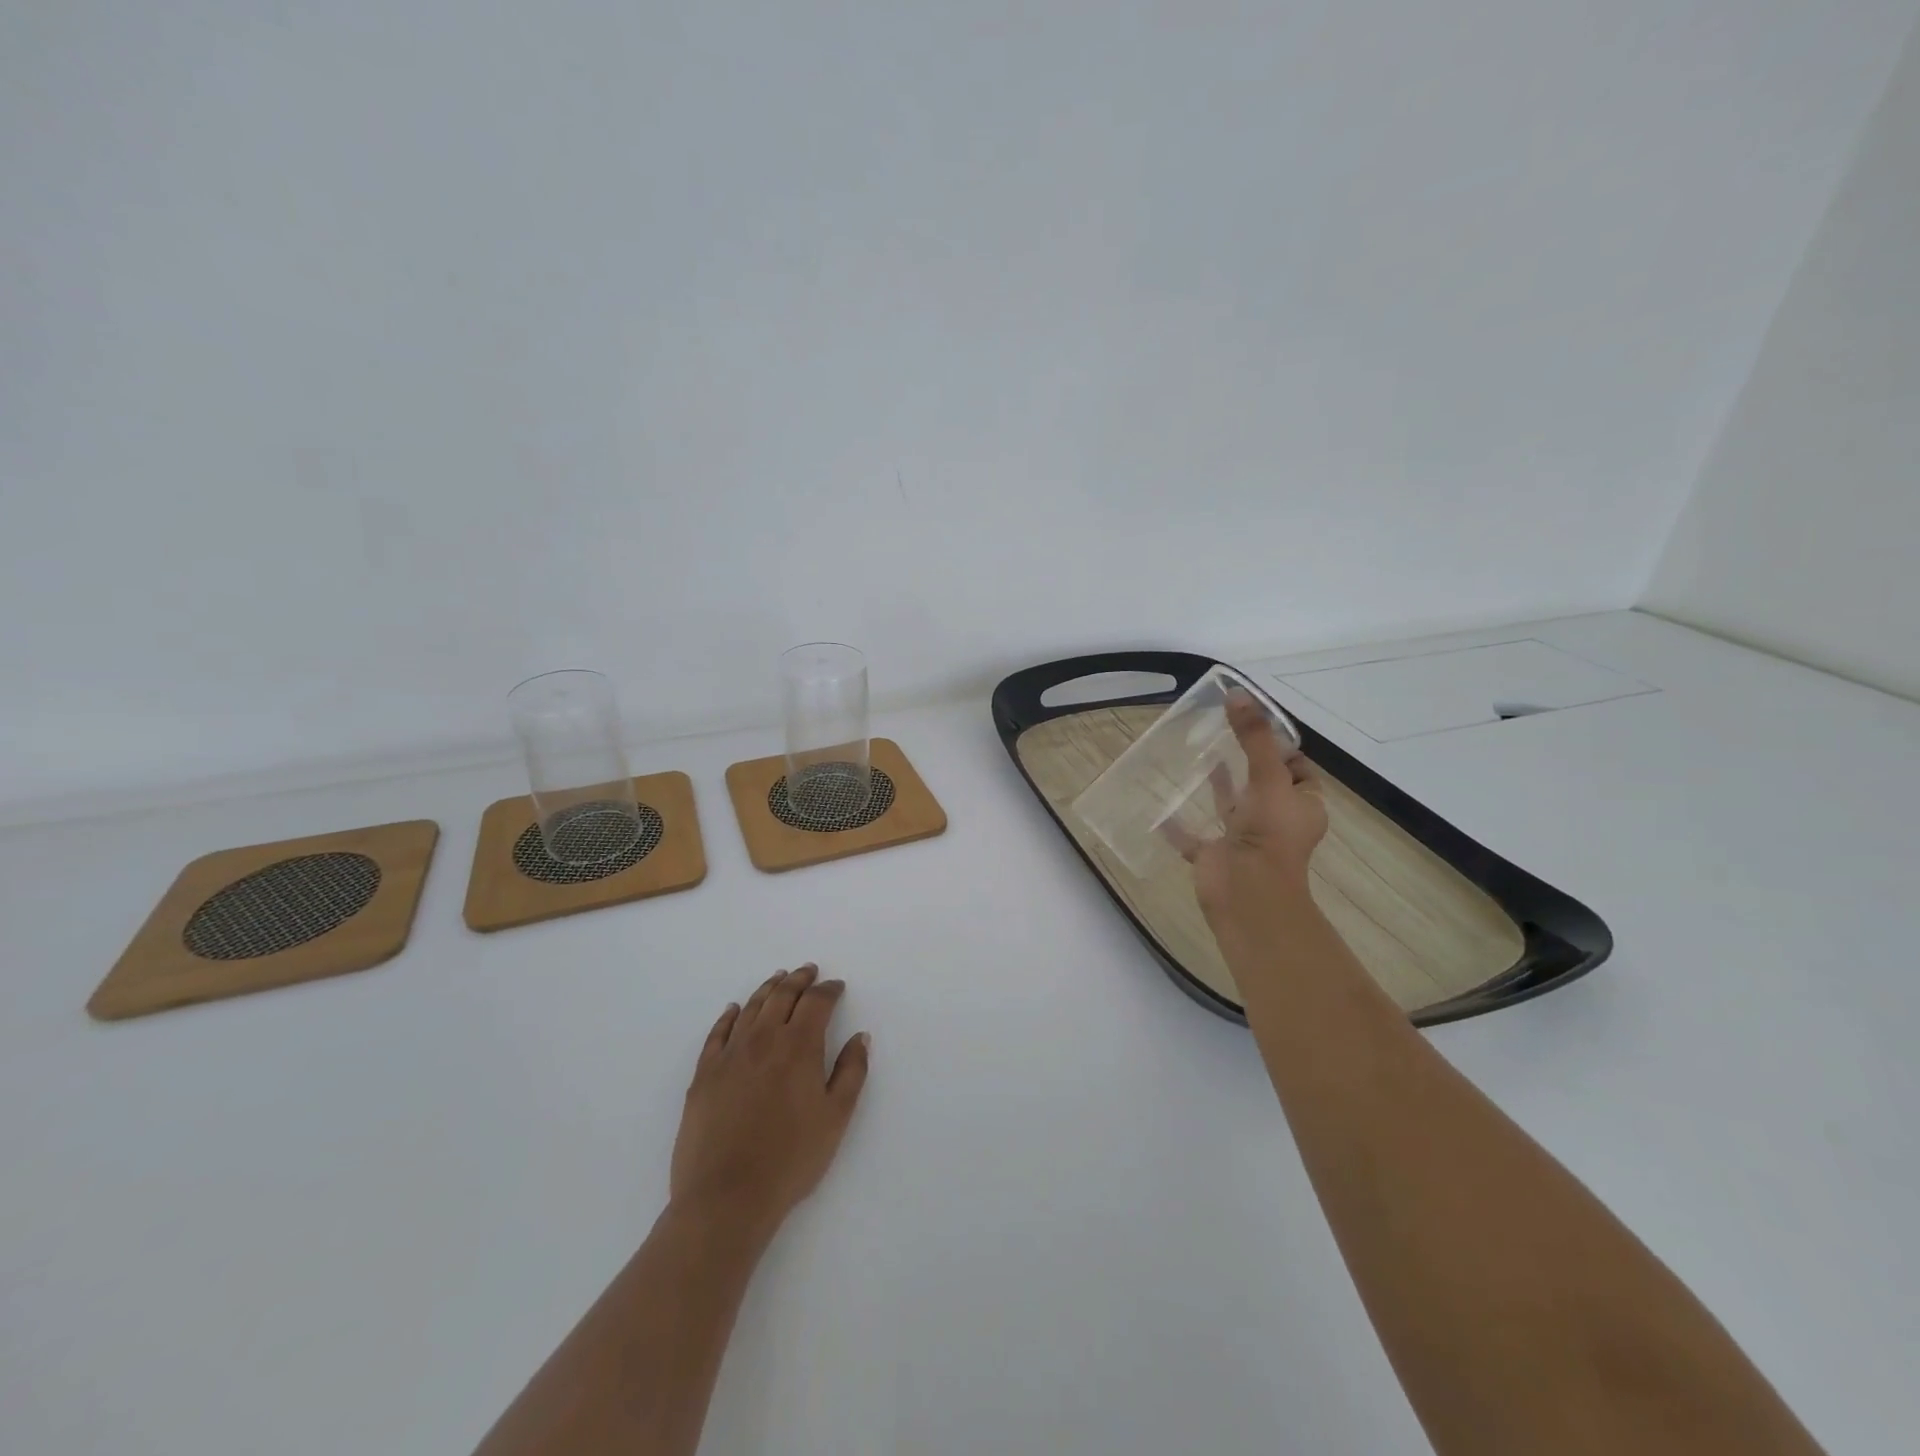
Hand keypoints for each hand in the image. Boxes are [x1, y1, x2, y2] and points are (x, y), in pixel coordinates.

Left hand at [670, 964, 870, 1241]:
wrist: (726, 1197)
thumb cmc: (791, 1159)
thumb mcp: (836, 1118)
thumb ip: (852, 1072)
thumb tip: (860, 1037)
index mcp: (799, 1046)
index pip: (817, 1002)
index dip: (829, 990)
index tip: (837, 986)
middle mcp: (763, 1038)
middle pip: (783, 995)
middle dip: (799, 979)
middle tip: (809, 970)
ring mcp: (729, 1054)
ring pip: (751, 1007)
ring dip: (768, 988)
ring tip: (778, 979)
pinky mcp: (704, 1074)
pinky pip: (718, 1032)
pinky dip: (730, 1015)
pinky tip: (734, 1010)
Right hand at [1168, 693, 1328, 929]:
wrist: (1247, 894)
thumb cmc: (1269, 835)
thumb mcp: (1268, 778)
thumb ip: (1253, 738)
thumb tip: (1238, 694)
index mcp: (1301, 807)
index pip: (1298, 771)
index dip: (1282, 749)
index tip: (1256, 727)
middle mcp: (1275, 822)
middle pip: (1262, 787)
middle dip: (1245, 764)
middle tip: (1221, 734)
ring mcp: (1243, 839)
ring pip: (1230, 808)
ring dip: (1217, 788)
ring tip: (1198, 759)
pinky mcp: (1215, 855)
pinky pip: (1194, 836)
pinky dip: (1179, 825)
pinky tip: (1162, 809)